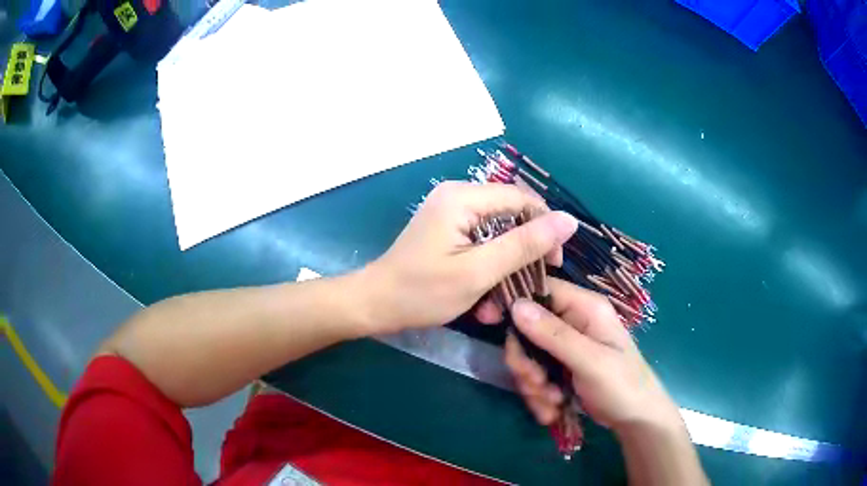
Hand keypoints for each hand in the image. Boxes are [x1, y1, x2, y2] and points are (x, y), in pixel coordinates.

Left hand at [360, 181, 577, 332]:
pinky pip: (481, 241)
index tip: (554, 263)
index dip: (545, 227)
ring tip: (501, 302)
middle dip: (524, 252)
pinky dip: (488, 267)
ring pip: (498, 232)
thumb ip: (524, 244)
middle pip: (510, 214)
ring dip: (505, 267)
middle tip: (533, 284)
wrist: (375, 304)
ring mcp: (450, 212)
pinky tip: (484, 299)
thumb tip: (568, 220)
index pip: (522, 199)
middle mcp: (457, 195)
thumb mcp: (479, 272)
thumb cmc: (422, 291)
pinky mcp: (447, 228)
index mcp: (463, 197)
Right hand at [505, 278, 682, 433]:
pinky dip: (538, 396)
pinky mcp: (560, 368)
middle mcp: (572, 322)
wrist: (635, 419)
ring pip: (528, 357)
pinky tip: (552, 411)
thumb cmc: (622, 385)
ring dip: (533, 384)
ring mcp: (565, 347)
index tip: (488, 320)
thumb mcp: (590, 361)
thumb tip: (516, 305)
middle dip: (526, 361)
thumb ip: (554, 335)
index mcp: (585, 307)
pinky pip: (535, 376)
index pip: (540, 289)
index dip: (514, 303)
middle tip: (537, 383)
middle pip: (526, 329)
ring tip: (552, 403)